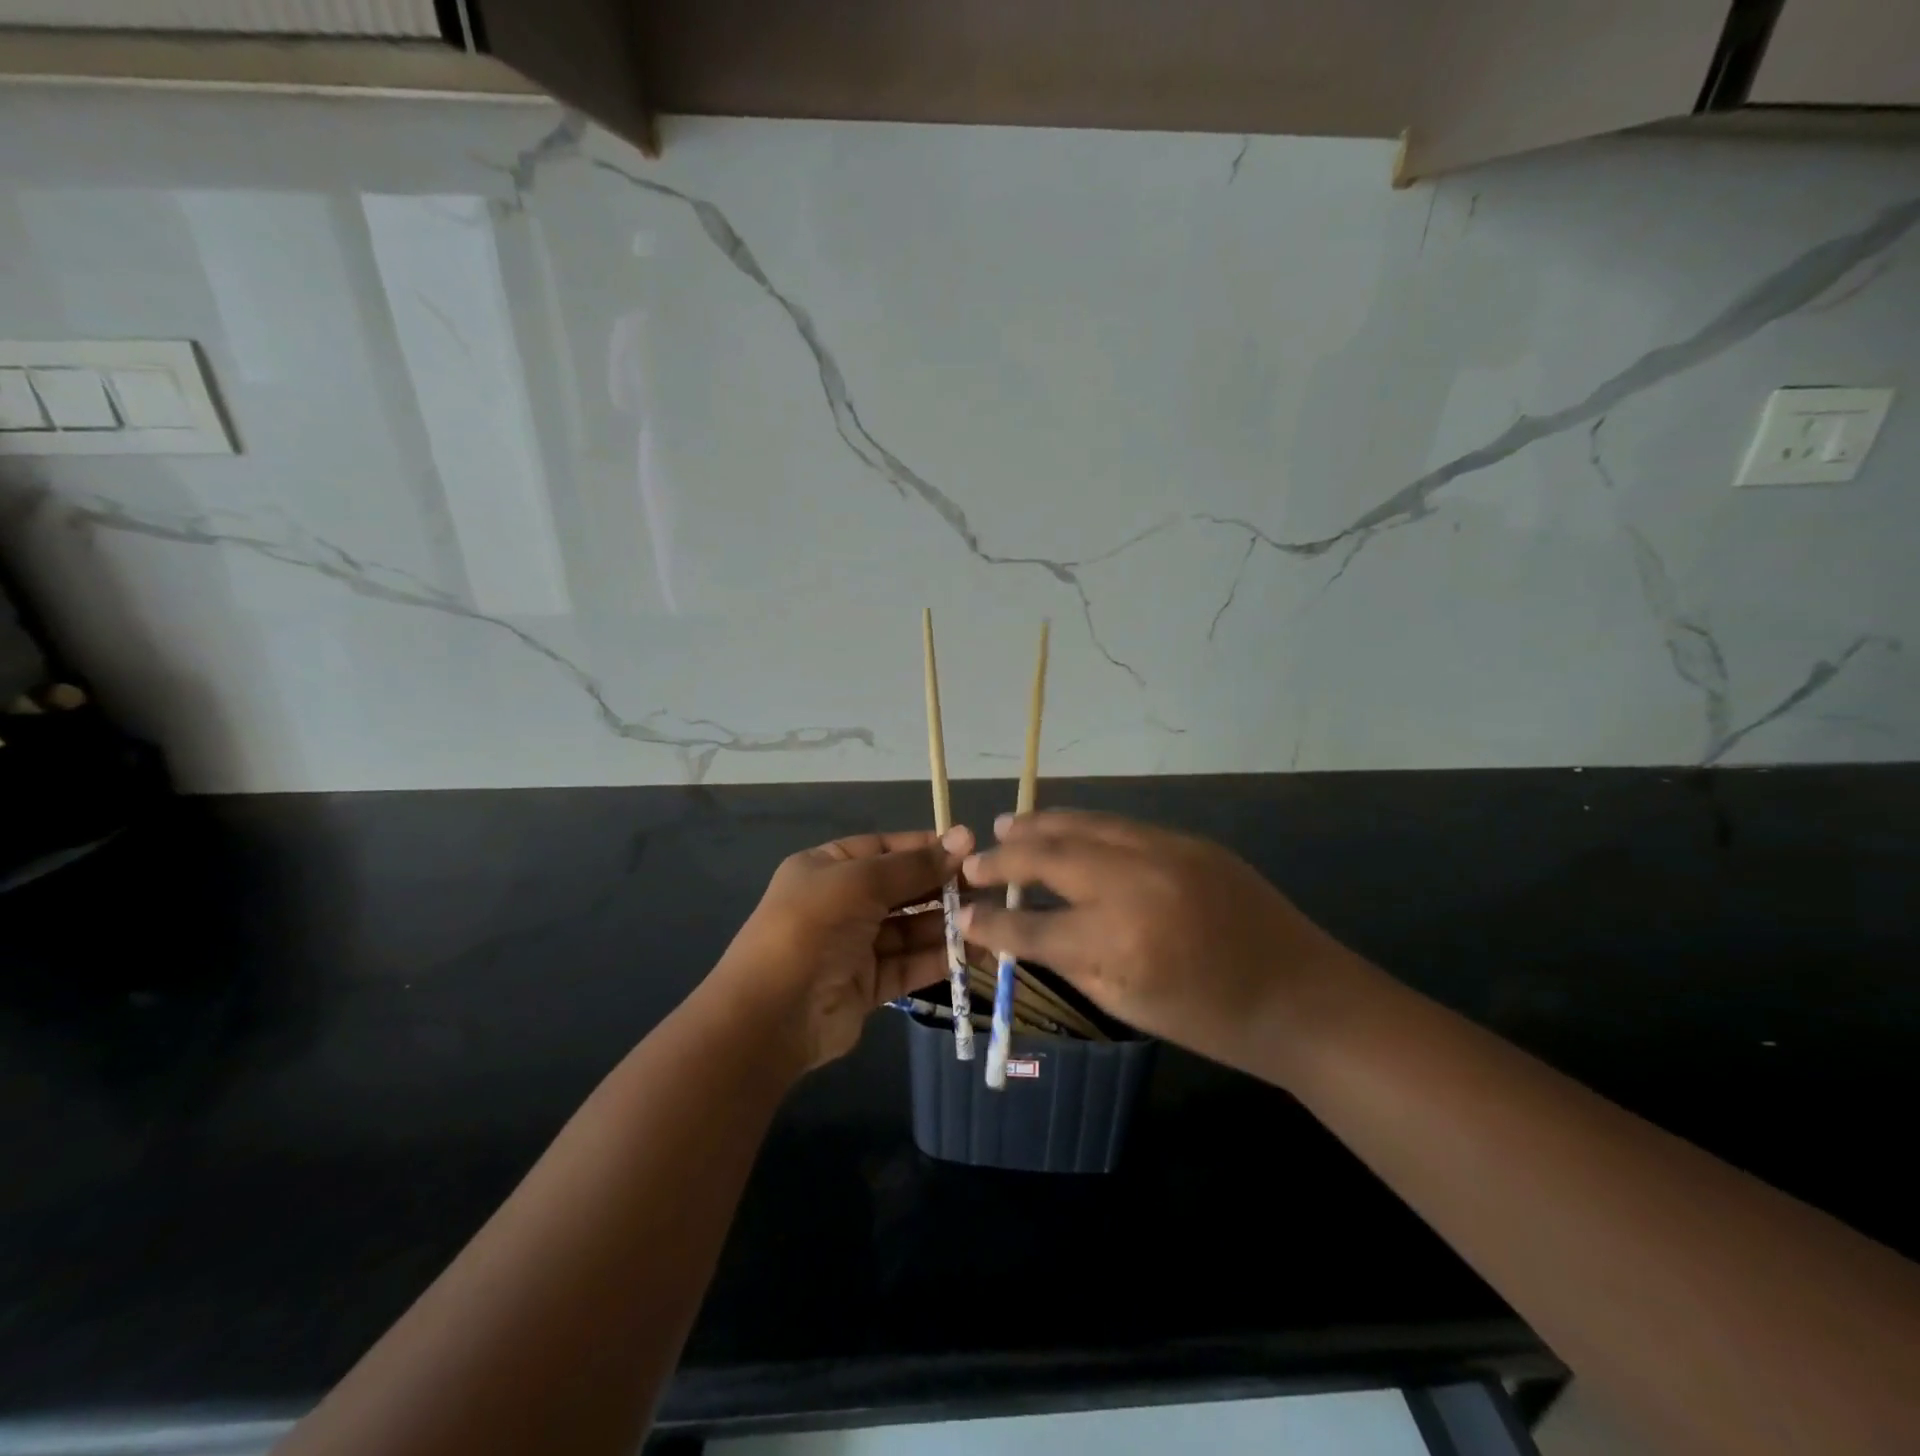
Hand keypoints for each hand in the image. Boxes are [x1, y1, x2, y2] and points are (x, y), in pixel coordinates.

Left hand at [714, 826, 974, 1071]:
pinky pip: (910, 964)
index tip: (969, 847)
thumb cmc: (810, 928)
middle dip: (942, 886)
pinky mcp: (869, 986)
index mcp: (827, 868)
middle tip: (989, 886)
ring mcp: (854, 946)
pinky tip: (976, 951)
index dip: (925, 847)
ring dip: (947, 924)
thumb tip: (963, 839)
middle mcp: (841, 903)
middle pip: (901, 888)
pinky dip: (941, 958)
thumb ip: (912, 866)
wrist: (769, 1016)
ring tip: (991, 919)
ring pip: (910, 928)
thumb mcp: (859, 882)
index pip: (883, 848)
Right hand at [958, 810, 1359, 1080]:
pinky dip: (1083, 825)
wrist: (1302, 995)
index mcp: (1117, 942)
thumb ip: (1069, 960)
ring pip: (1083, 825)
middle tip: (974, 862)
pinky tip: (1064, 827)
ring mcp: (1163, 851)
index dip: (991, 922)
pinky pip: (1120, 824)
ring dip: (1039, 825)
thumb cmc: (1212, 1019)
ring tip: (1007, 825)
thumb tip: (1023, 932)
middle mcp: (1133, 883)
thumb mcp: (1128, 1003)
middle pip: (1050, 857)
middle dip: (1004, 858)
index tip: (963, 915)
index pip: (1032, 925)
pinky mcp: (1187, 839)